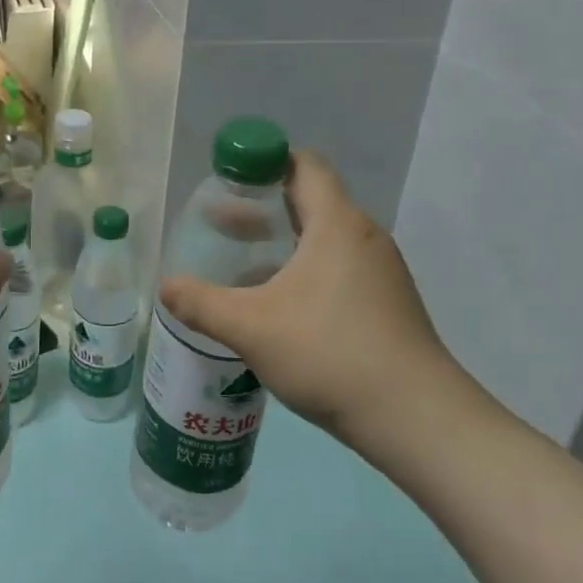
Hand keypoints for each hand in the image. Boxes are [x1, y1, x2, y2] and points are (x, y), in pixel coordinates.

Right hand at [159, 152, 488, 455]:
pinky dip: (307, 270)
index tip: (230, 180)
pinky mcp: (389, 302)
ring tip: (244, 266)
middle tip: (221, 225)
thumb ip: (202, 304)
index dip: (265, 162)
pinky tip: (282, 306)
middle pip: (310, 200)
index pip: (304, 165)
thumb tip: (165, 286)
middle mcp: (363, 236)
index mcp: (336, 223)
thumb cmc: (330, 354)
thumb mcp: (252, 328)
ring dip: (283, 243)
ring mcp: (381, 271)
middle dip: (263, 208)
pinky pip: (340, 267)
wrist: (417, 420)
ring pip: (324, 238)